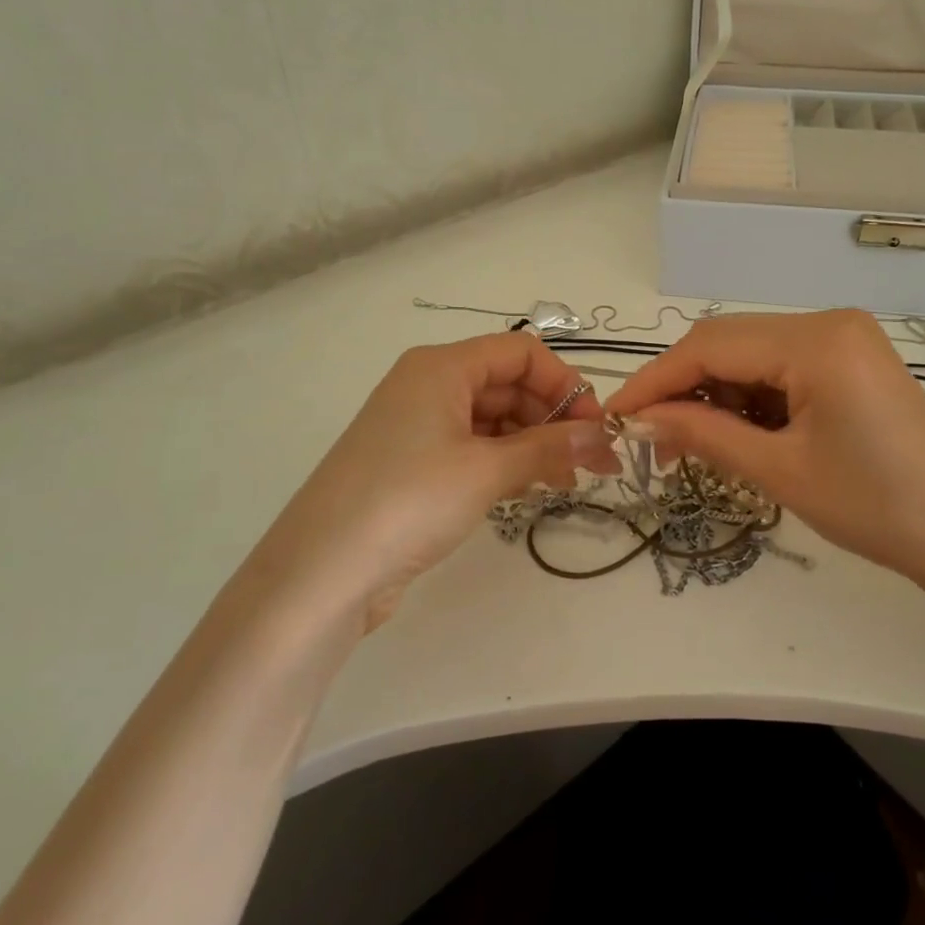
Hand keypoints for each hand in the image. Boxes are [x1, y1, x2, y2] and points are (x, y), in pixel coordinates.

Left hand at [253, 333, 618, 628]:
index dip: (564, 383)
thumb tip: (601, 437)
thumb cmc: (409, 501)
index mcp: (441, 367)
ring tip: (567, 482)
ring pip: (493, 419)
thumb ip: (549, 448)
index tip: (595, 425)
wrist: (322, 572)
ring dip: (534, 444)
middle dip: (554, 418)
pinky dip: (506, 462)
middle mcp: (429, 386)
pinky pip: (473, 448)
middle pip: (508, 384)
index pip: (520, 353)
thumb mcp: (487, 470)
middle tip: (593, 461)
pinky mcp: (413, 464)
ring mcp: (418, 426)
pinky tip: (530, 489)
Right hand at [605, 311, 924, 611]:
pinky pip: (782, 370)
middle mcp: (827, 322)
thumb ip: (704, 434)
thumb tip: (640, 420)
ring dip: (715, 397)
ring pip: (752, 357)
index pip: (710, 345)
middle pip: (729, 344)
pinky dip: (750, 400)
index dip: (655, 380)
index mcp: (815, 339)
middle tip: (649, 440)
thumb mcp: (780, 470)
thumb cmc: (879, 508)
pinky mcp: (851, 362)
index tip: (613, 416)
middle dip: (683, 389)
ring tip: (687, 448)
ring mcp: (843, 340)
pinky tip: (734, 436)